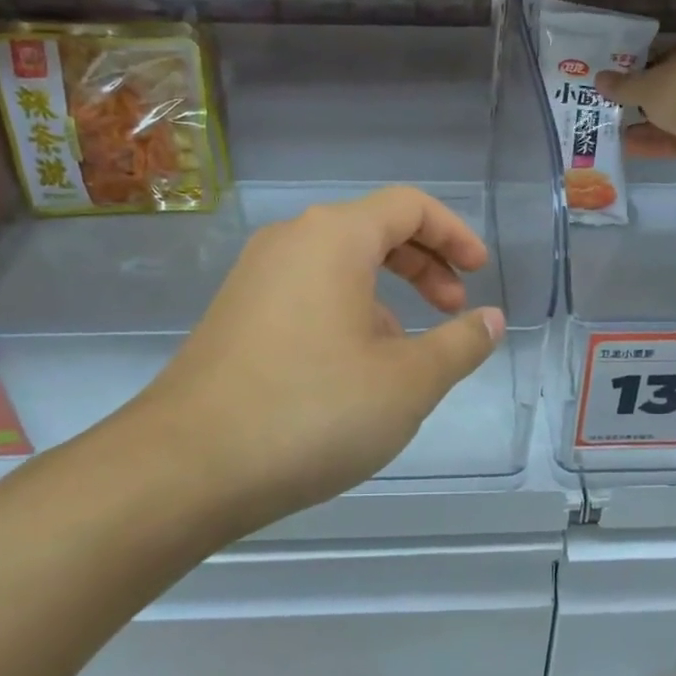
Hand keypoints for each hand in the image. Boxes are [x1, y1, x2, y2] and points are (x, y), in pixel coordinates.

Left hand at [115, 187, 504, 539]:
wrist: (184, 468)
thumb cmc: (312, 410)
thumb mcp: (408, 382)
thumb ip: (460, 344)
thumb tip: (491, 320)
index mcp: (334, 237)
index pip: (409, 206)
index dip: (455, 234)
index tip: (480, 273)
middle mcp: (290, 242)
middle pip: (374, 230)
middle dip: (425, 264)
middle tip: (453, 308)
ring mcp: (255, 278)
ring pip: (340, 266)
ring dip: (387, 294)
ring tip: (407, 351)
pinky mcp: (236, 315)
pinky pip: (308, 293)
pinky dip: (348, 312)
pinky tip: (354, 370)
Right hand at [597, 20, 675, 176]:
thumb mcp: (649, 84)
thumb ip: (624, 85)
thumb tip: (599, 78)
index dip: (651, 60)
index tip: (628, 74)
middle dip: (650, 96)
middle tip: (619, 104)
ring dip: (651, 123)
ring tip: (617, 129)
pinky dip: (661, 141)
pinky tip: (631, 147)